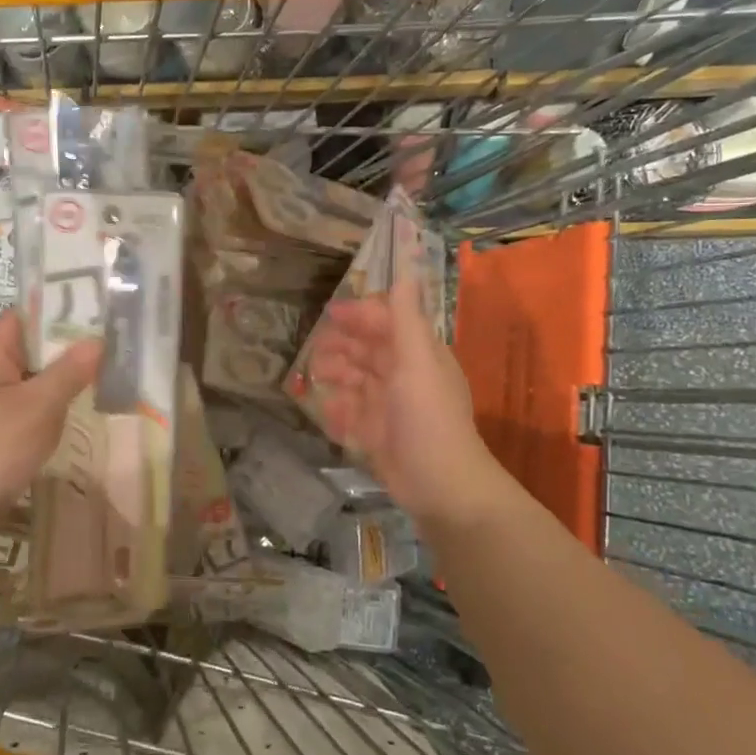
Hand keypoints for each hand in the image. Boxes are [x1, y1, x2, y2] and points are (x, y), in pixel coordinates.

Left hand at [0, 311, 100, 528]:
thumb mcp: (38, 405)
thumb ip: (69, 371)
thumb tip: (98, 339)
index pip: (21, 315)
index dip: (53, 306)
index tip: (91, 304)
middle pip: (30, 345)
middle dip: (66, 340)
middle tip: (108, 334)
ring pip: (34, 375)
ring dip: (63, 370)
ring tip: (104, 362)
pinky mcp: (0, 427)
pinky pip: (32, 401)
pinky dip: (55, 397)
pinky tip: (81, 401)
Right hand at [308, 282, 513, 530]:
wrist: (441, 486)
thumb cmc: (428, 417)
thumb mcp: (417, 361)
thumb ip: (406, 317)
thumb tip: (407, 268)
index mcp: (418, 355)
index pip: (387, 323)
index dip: (361, 315)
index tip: (330, 314)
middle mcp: (405, 377)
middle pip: (368, 351)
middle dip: (342, 346)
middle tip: (314, 350)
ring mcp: (391, 408)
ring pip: (357, 381)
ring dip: (337, 376)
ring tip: (316, 378)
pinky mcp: (379, 436)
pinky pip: (353, 415)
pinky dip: (339, 411)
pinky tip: (327, 412)